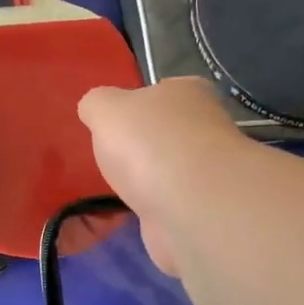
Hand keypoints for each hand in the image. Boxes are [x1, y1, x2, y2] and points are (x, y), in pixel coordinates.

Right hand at [78, 77, 253, 276]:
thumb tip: (95, 110)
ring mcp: (209, 171)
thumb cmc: (148, 144)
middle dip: (145, 145)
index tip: (117, 123)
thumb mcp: (105, 110)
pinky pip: (173, 204)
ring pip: (172, 169)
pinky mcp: (204, 209)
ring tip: (123, 189)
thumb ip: (96, 105)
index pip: (163, 91)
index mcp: (188, 93)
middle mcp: (207, 127)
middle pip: (168, 131)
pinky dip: (158, 209)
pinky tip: (140, 213)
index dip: (138, 104)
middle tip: (114, 158)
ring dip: (151, 180)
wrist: (191, 206)